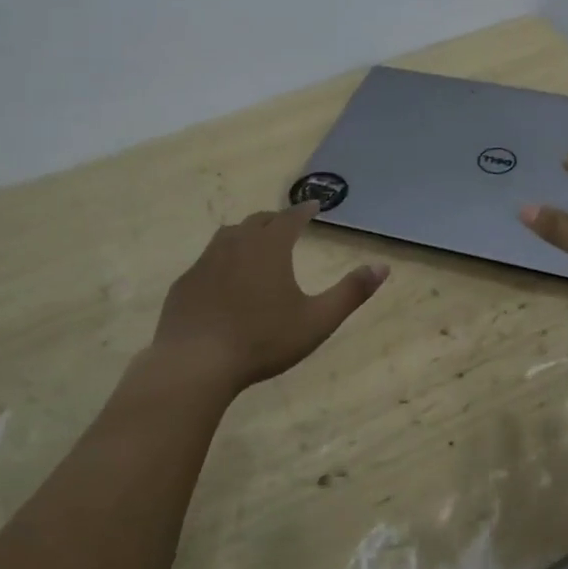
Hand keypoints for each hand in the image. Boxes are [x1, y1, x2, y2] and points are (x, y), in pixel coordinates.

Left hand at [152, 202, 388, 391]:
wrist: (195, 363)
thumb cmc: (262, 340)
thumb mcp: (317, 320)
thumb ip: (351, 292)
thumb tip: (382, 267)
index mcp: (269, 248)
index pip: (290, 218)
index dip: (304, 210)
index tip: (314, 205)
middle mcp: (235, 245)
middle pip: (256, 221)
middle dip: (274, 220)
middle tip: (286, 224)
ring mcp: (205, 263)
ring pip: (227, 236)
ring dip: (245, 234)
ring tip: (254, 245)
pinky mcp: (184, 284)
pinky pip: (206, 262)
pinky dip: (221, 261)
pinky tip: (222, 281)